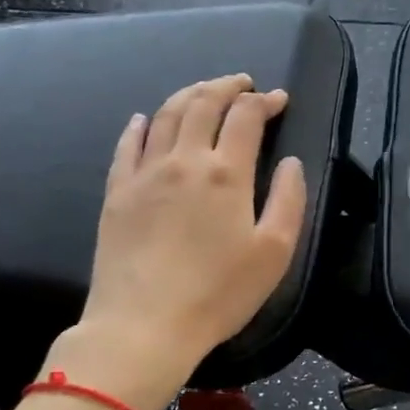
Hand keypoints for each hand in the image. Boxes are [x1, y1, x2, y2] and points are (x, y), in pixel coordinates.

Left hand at [42, 75, 305, 409]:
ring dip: (189, 94)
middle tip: (242, 83)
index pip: (246, 117)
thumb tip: (291, 163)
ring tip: (204, 91)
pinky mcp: (117, 192)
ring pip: (167, 115)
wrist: (143, 326)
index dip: (265, 101)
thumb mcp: (275, 252)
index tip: (278, 100)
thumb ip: (289, 200)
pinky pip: (128, 144)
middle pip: (203, 103)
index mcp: (227, 173)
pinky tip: (146, 120)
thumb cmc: (219, 293)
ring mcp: (145, 173)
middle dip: (227, 86)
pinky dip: (142, 125)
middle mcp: (185, 160)